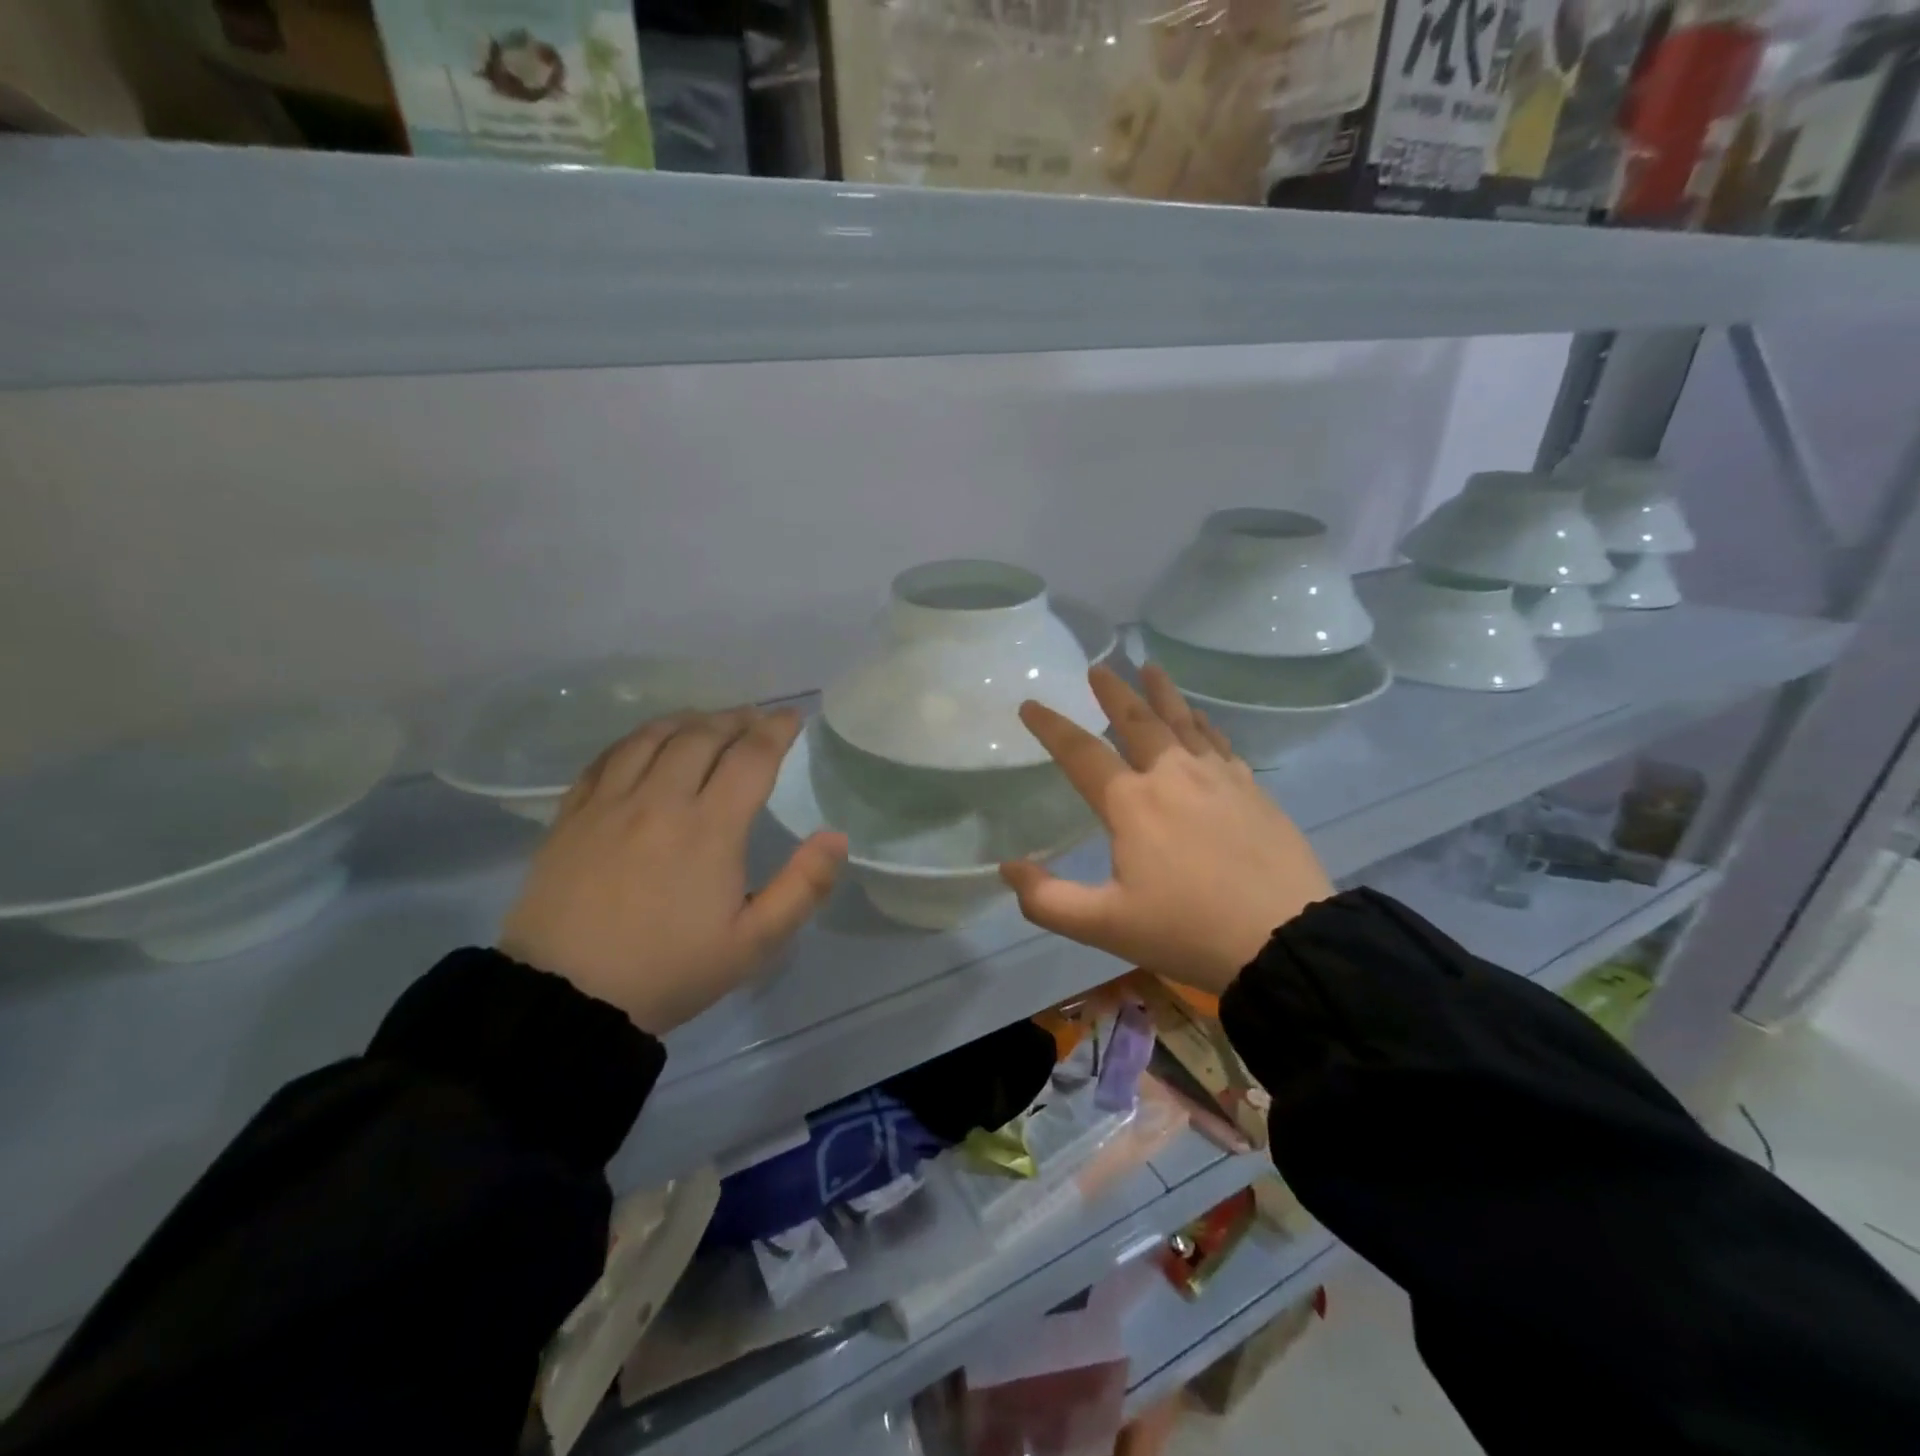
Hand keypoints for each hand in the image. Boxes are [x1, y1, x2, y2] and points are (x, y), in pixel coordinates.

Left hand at [500, 707, 846, 1034]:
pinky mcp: (572, 813)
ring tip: (707, 722)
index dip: (777, 730)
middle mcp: (660, 800)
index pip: (751, 757)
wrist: (566, 999)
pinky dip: (637, 739)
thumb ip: (803, 887)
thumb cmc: (669, 971)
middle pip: (703, 735)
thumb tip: (836, 837)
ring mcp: (610, 803)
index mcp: (709, 828)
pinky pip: (609, 756)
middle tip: (755, 719)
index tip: (793, 718)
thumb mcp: (753, 943)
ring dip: (689, 721)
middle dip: (736, 719)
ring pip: (653, 736)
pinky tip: (647, 744)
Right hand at [1001, 665, 1331, 994]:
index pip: (1081, 753)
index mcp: (1132, 803)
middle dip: (1113, 692)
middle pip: (1137, 721)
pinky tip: (1202, 720)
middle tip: (1098, 668)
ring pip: (1184, 722)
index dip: (1052, 727)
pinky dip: (1204, 725)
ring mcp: (1219, 779)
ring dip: (1163, 694)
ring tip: (1151, 669)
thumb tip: (1007, 867)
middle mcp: (1173, 776)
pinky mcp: (1253, 791)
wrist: (1287, 940)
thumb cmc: (1187, 931)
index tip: (1031, 704)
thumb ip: (1048, 899)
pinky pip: (1220, 743)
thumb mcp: (1106, 925)